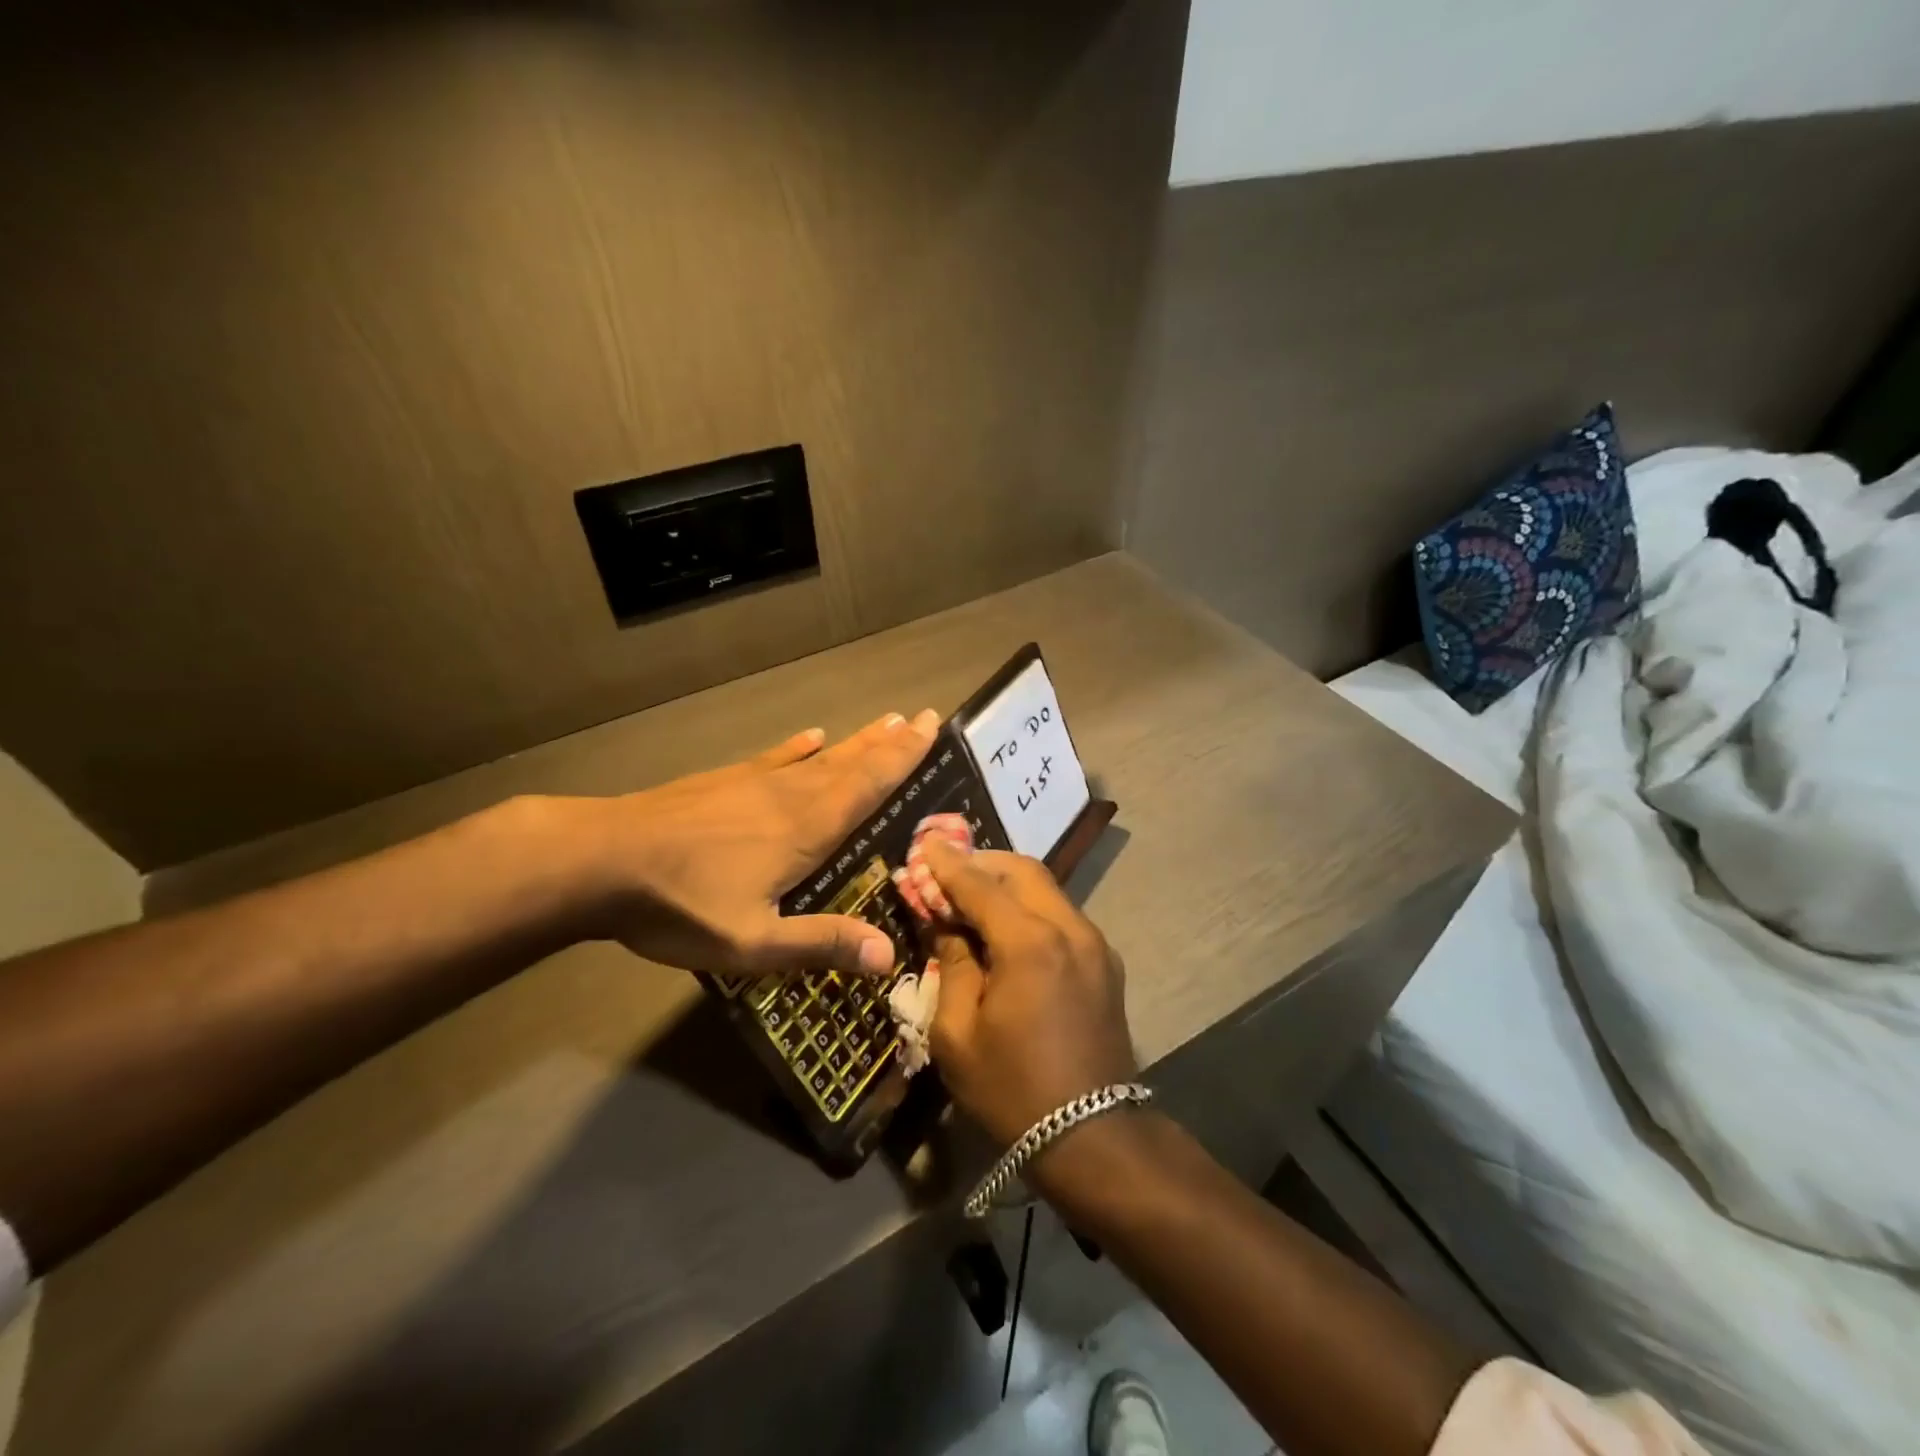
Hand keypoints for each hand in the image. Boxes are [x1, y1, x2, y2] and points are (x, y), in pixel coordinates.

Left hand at [588, 710, 939, 977]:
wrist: (601, 860)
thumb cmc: (681, 904)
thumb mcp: (752, 942)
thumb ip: (819, 943)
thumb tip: (889, 955)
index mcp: (806, 830)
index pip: (868, 786)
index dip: (903, 758)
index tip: (930, 727)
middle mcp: (790, 796)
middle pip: (851, 764)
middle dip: (889, 743)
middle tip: (922, 717)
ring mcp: (754, 783)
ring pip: (819, 758)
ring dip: (856, 741)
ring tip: (884, 722)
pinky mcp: (722, 782)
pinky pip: (774, 758)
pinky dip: (798, 747)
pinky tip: (810, 736)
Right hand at [919, 841, 1137, 1146]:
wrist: (1094, 1136)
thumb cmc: (1013, 1089)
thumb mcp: (957, 1033)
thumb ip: (952, 964)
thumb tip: (948, 925)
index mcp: (1030, 943)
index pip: (980, 883)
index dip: (947, 863)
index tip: (924, 842)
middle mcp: (1070, 928)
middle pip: (1022, 870)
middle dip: (982, 862)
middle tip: (946, 871)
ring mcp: (1095, 943)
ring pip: (1046, 888)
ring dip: (1007, 883)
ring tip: (972, 897)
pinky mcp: (1106, 962)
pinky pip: (1061, 914)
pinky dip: (1030, 907)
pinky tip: (1008, 928)